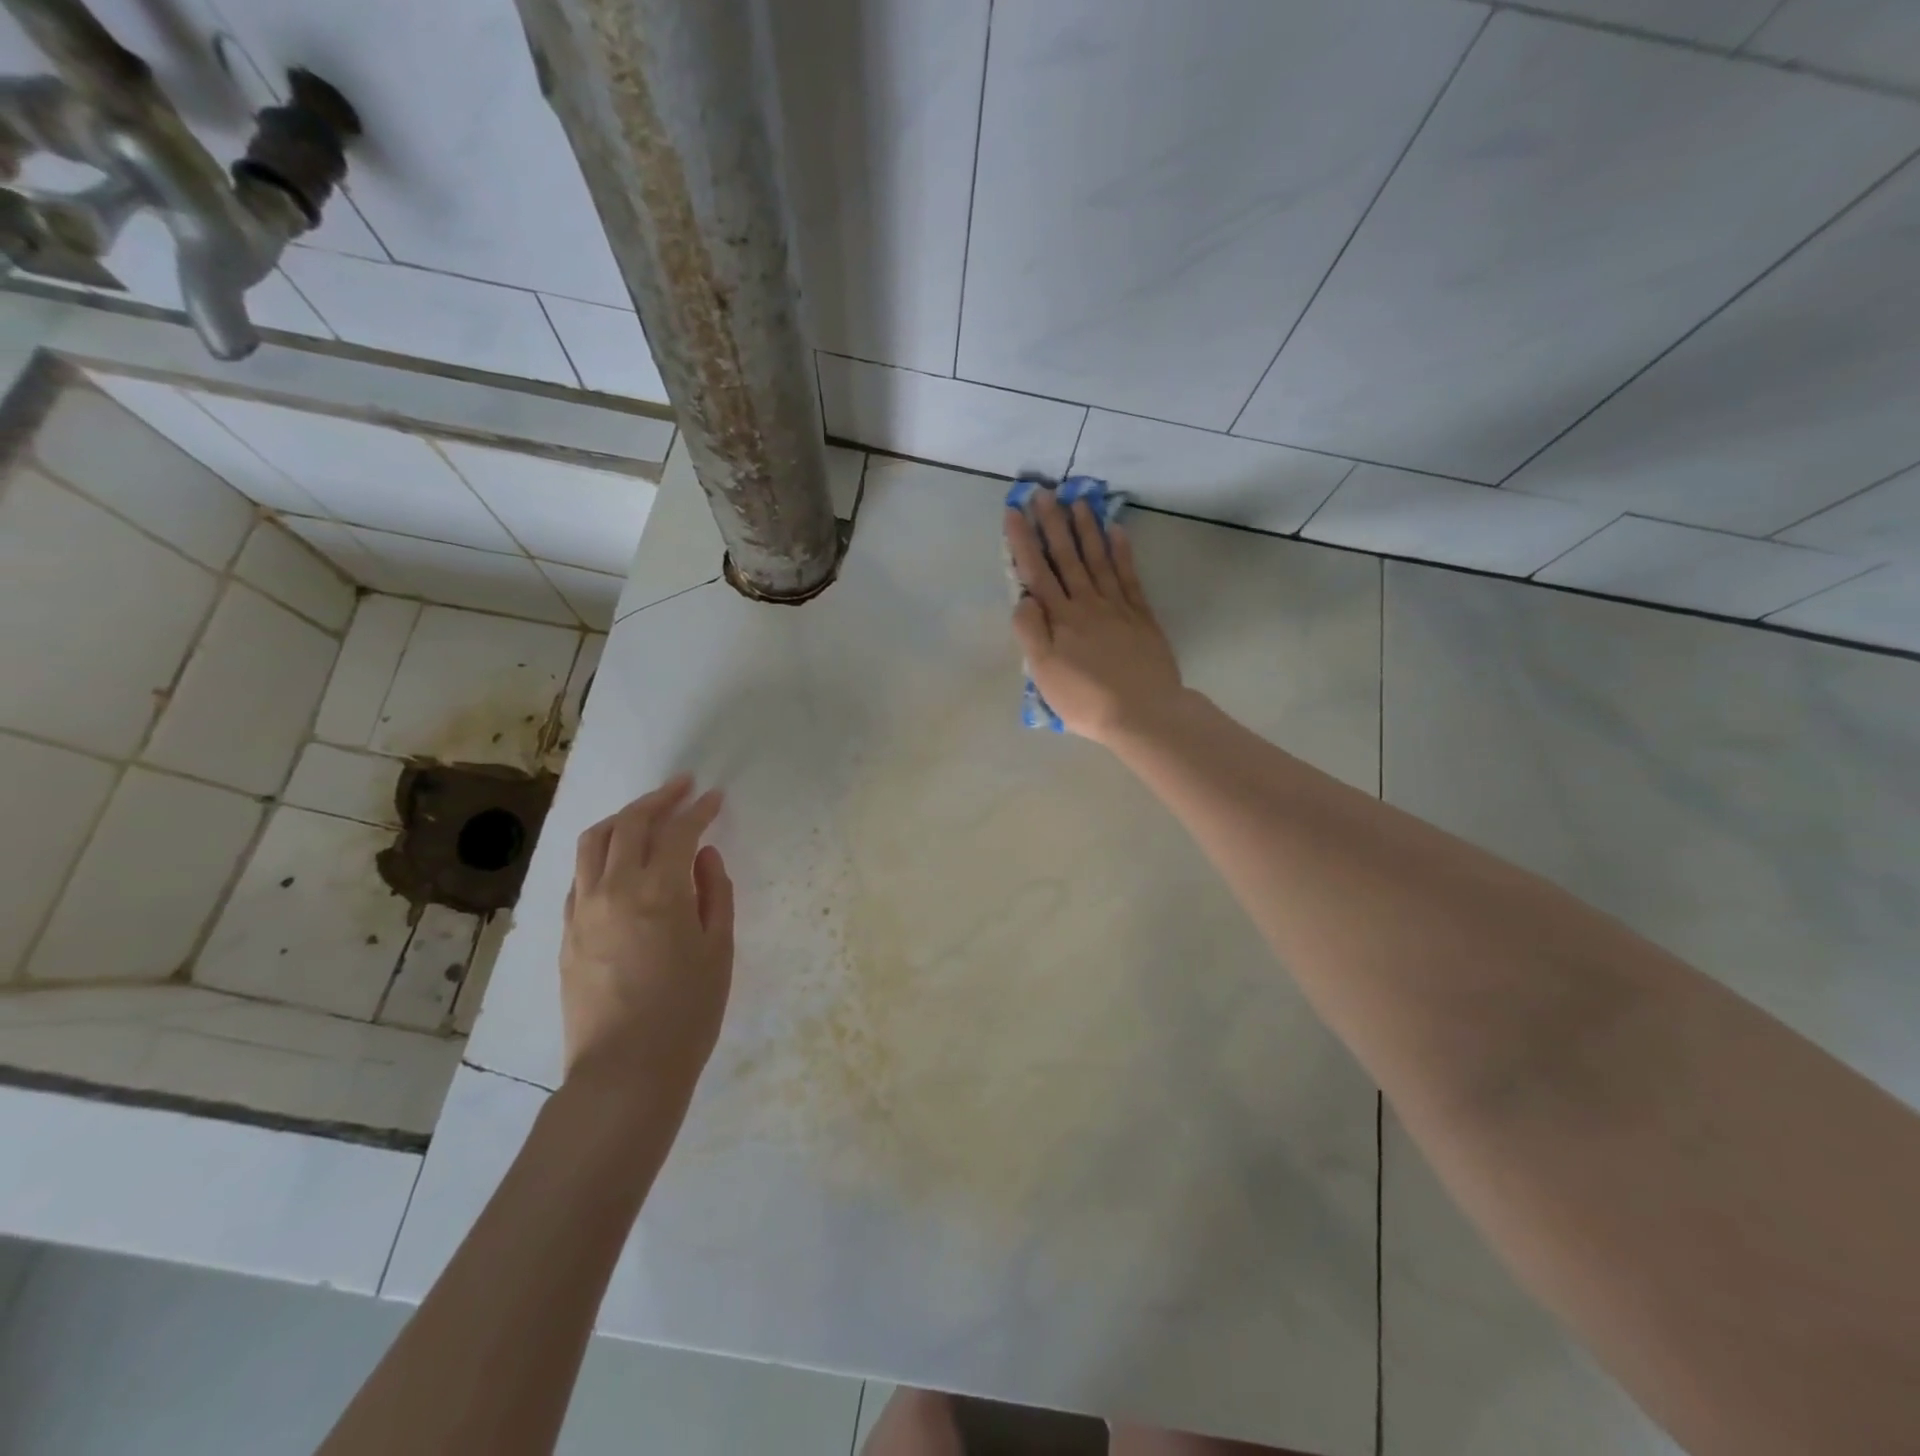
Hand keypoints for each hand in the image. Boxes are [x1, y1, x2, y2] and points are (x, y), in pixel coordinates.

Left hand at [559, 775, 734, 1108]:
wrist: (625, 1071)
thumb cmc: (688, 1012)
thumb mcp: (719, 950)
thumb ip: (716, 893)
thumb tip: (706, 856)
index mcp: (659, 892)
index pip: (678, 832)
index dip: (699, 809)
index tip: (714, 797)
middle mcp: (614, 889)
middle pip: (630, 824)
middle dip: (659, 799)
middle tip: (683, 789)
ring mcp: (583, 909)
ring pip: (593, 842)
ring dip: (623, 818)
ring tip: (646, 813)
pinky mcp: (566, 931)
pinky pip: (580, 875)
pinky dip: (601, 853)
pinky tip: (619, 861)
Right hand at [1005, 492, 1183, 743]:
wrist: (1143, 712)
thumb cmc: (1086, 699)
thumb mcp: (1044, 673)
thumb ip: (1030, 632)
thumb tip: (1023, 598)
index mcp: (1060, 618)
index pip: (1037, 572)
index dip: (1023, 541)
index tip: (1014, 512)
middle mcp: (1087, 603)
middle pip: (1067, 557)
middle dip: (1052, 524)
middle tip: (1043, 492)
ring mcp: (1117, 606)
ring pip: (1098, 559)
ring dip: (1086, 529)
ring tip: (1077, 501)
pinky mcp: (1141, 615)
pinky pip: (1129, 575)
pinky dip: (1122, 552)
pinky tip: (1116, 531)